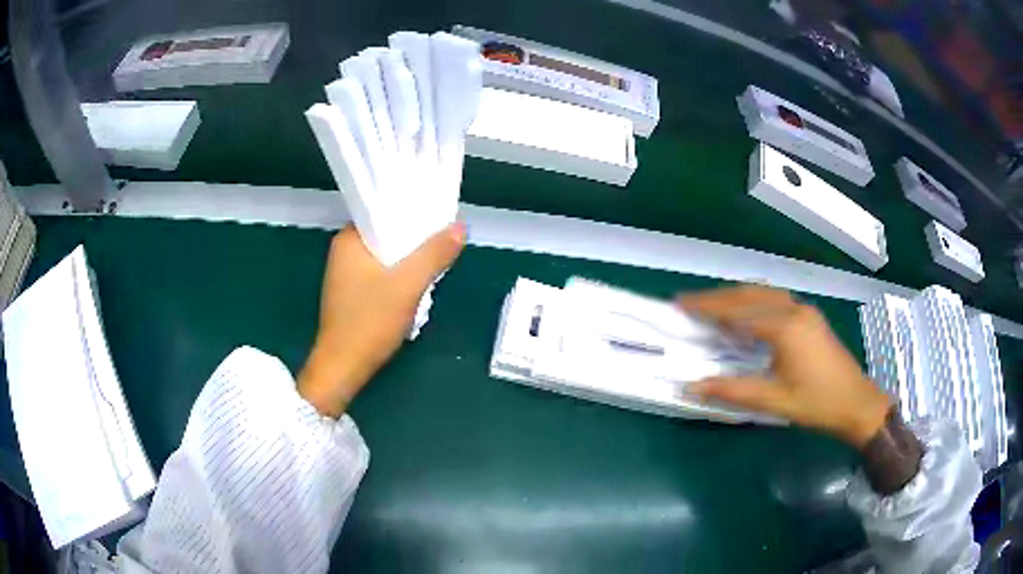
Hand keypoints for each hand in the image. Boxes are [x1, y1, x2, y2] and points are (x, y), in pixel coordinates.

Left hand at [298, 223, 465, 416]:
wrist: (344, 366)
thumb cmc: (370, 321)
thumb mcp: (408, 284)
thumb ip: (435, 254)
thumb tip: (460, 227)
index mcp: (349, 239)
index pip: (384, 211)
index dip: (412, 210)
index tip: (439, 214)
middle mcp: (344, 251)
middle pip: (386, 233)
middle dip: (414, 237)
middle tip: (443, 238)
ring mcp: (346, 273)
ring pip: (385, 255)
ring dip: (408, 258)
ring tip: (436, 258)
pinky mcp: (351, 292)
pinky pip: (380, 272)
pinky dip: (398, 274)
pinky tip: (417, 282)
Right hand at [679, 286, 890, 448]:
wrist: (857, 403)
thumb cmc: (817, 404)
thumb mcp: (775, 400)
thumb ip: (733, 391)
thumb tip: (693, 386)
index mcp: (784, 328)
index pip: (738, 312)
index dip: (707, 308)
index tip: (681, 304)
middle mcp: (794, 310)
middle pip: (749, 295)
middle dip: (717, 297)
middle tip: (689, 301)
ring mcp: (804, 311)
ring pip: (763, 293)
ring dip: (736, 295)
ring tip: (713, 304)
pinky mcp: (810, 317)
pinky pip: (776, 299)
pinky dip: (754, 300)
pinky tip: (748, 312)